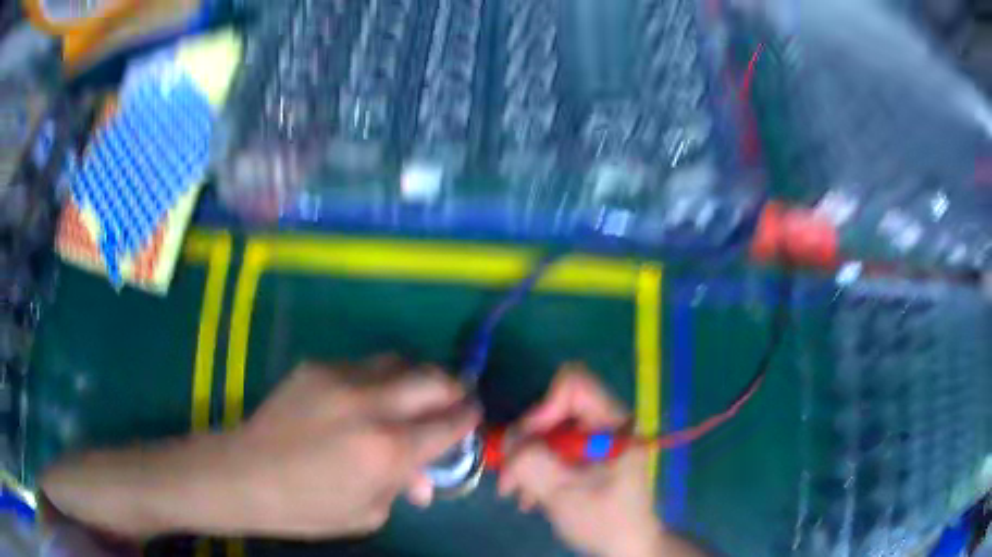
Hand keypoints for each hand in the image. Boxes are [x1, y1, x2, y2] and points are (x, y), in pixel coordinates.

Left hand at [43, 357, 479, 539]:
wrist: (244, 475)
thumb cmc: (308, 508)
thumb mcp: (368, 513)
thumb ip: (403, 486)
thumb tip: (425, 473)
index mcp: (387, 449)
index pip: (449, 423)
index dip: (469, 419)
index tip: (473, 417)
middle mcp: (370, 404)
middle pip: (433, 377)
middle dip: (453, 388)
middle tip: (452, 401)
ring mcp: (341, 378)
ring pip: (399, 362)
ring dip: (415, 379)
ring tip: (411, 398)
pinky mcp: (317, 367)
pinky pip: (364, 367)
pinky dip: (378, 381)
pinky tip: (363, 402)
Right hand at [498, 364, 673, 556]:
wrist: (627, 546)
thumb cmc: (605, 520)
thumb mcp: (565, 493)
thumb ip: (533, 463)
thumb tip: (507, 439)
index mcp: (613, 422)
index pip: (574, 385)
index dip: (544, 408)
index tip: (528, 444)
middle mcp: (605, 423)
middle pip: (555, 409)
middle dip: (527, 442)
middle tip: (509, 475)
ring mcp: (595, 440)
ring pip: (549, 432)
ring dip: (527, 460)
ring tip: (515, 492)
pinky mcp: (587, 456)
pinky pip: (553, 449)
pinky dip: (537, 470)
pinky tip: (530, 497)